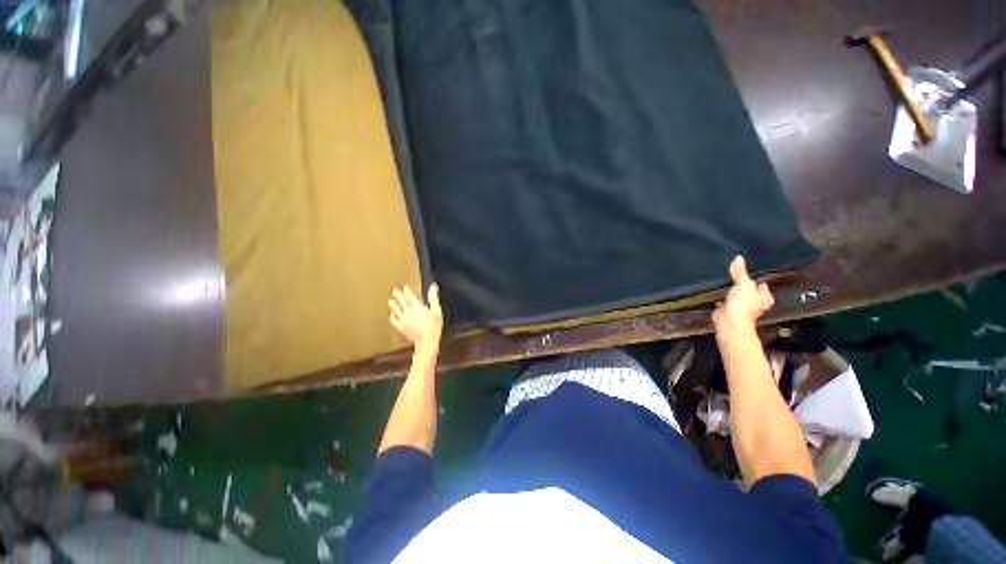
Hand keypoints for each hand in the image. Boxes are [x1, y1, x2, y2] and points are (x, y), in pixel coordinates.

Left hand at [389, 284, 442, 347]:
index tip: (404, 287)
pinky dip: (392, 317)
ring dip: (393, 305)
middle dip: (398, 295)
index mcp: (417, 306)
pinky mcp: (401, 328)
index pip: (410, 296)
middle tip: (395, 291)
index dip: (407, 291)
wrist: (426, 340)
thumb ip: (433, 298)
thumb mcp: (436, 310)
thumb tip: (433, 287)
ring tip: (390, 301)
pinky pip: (394, 321)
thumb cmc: (433, 326)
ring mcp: (403, 320)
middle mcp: (408, 311)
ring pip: (396, 310)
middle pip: (401, 301)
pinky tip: (392, 316)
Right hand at [712, 256, 772, 329]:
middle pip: (750, 289)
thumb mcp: (743, 284)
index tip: (748, 268)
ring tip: (725, 279)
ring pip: (738, 295)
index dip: (756, 276)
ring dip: (733, 290)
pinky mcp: (729, 310)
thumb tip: (738, 258)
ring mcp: (742, 307)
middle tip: (735, 272)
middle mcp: (756, 302)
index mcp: (765, 296)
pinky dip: (723, 297)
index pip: (762, 283)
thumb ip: (740, 272)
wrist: (728, 322)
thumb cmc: (742, 305)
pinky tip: (717, 291)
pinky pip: (726, 300)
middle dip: (743, 283)